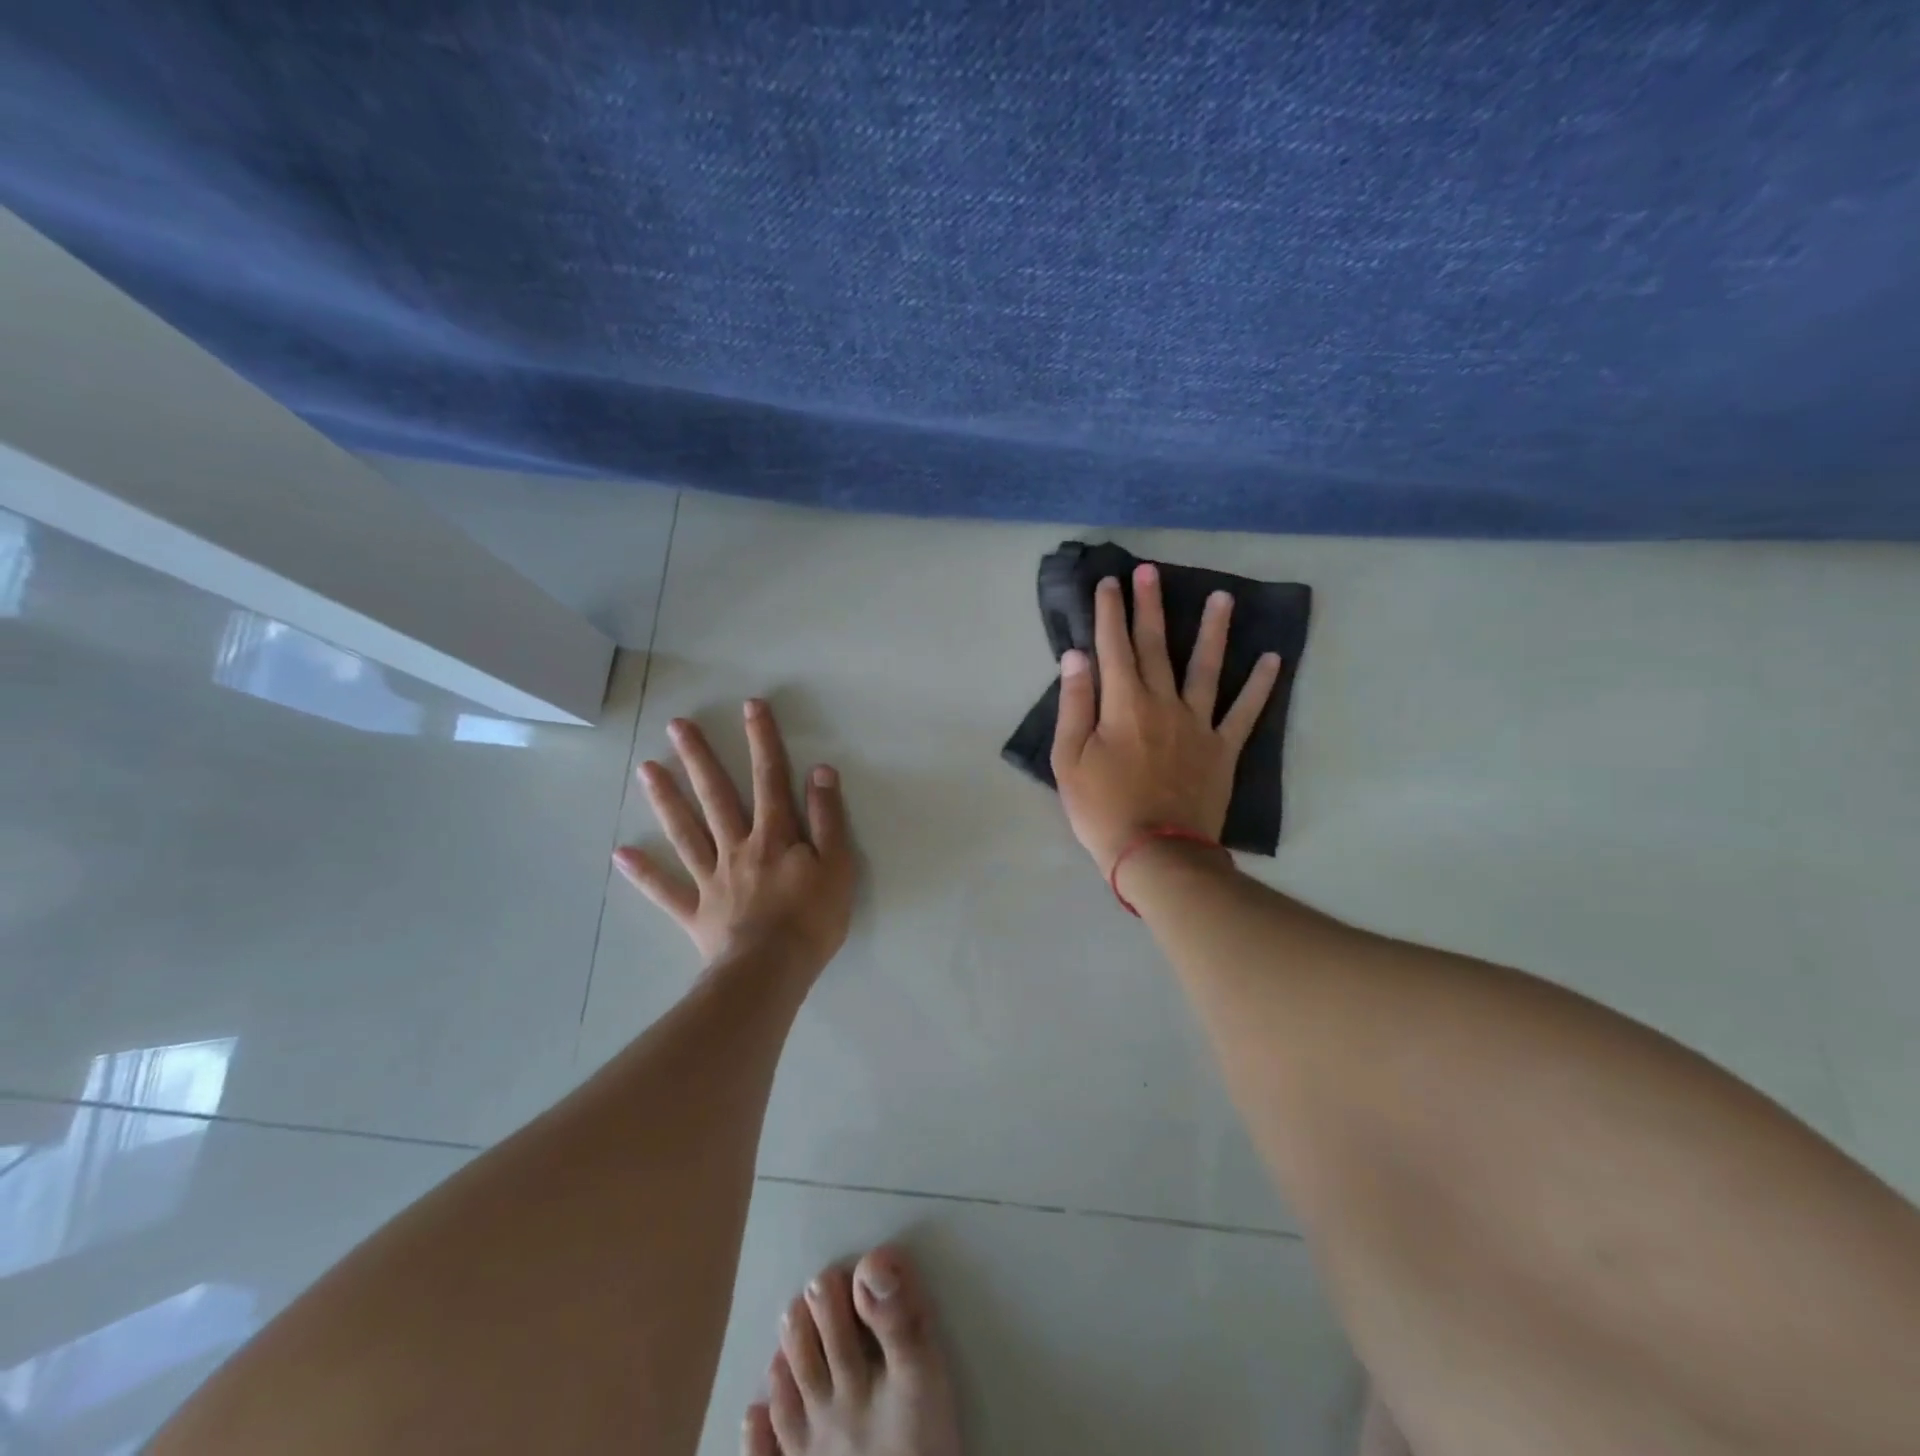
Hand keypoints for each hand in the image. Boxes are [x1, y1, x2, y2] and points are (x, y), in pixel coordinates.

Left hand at [613, 699, 855, 970]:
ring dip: (666, 799)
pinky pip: (666, 890)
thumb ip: (827, 818)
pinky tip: (621, 853)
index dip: (762, 740)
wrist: (771, 972)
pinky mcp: (696, 911)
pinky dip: (644, 873)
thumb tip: (819, 771)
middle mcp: (738, 847)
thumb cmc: (811, 919)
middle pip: (716, 796)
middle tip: (676, 726)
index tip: (750, 706)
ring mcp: (712, 879)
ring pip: (686, 832)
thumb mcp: (837, 865)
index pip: (770, 778)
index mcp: (774, 835)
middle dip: (700, 758)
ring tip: (646, 769)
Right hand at [1050, 564, 1280, 873]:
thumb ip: (1075, 705)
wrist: (1156, 854)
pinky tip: (1272, 658)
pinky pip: (1244, 711)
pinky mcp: (1222, 749)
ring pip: (1207, 667)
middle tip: (1150, 571)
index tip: (1109, 582)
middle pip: (1156, 646)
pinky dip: (1259, 685)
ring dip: (1213, 630)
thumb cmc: (1102, 809)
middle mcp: (1163, 703)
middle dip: (1150, 606)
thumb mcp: (1069, 760)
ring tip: (1222, 596)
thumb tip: (1077, 656)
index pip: (1113, 647)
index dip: (1109, 613)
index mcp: (1123, 704)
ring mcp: (1198, 724)